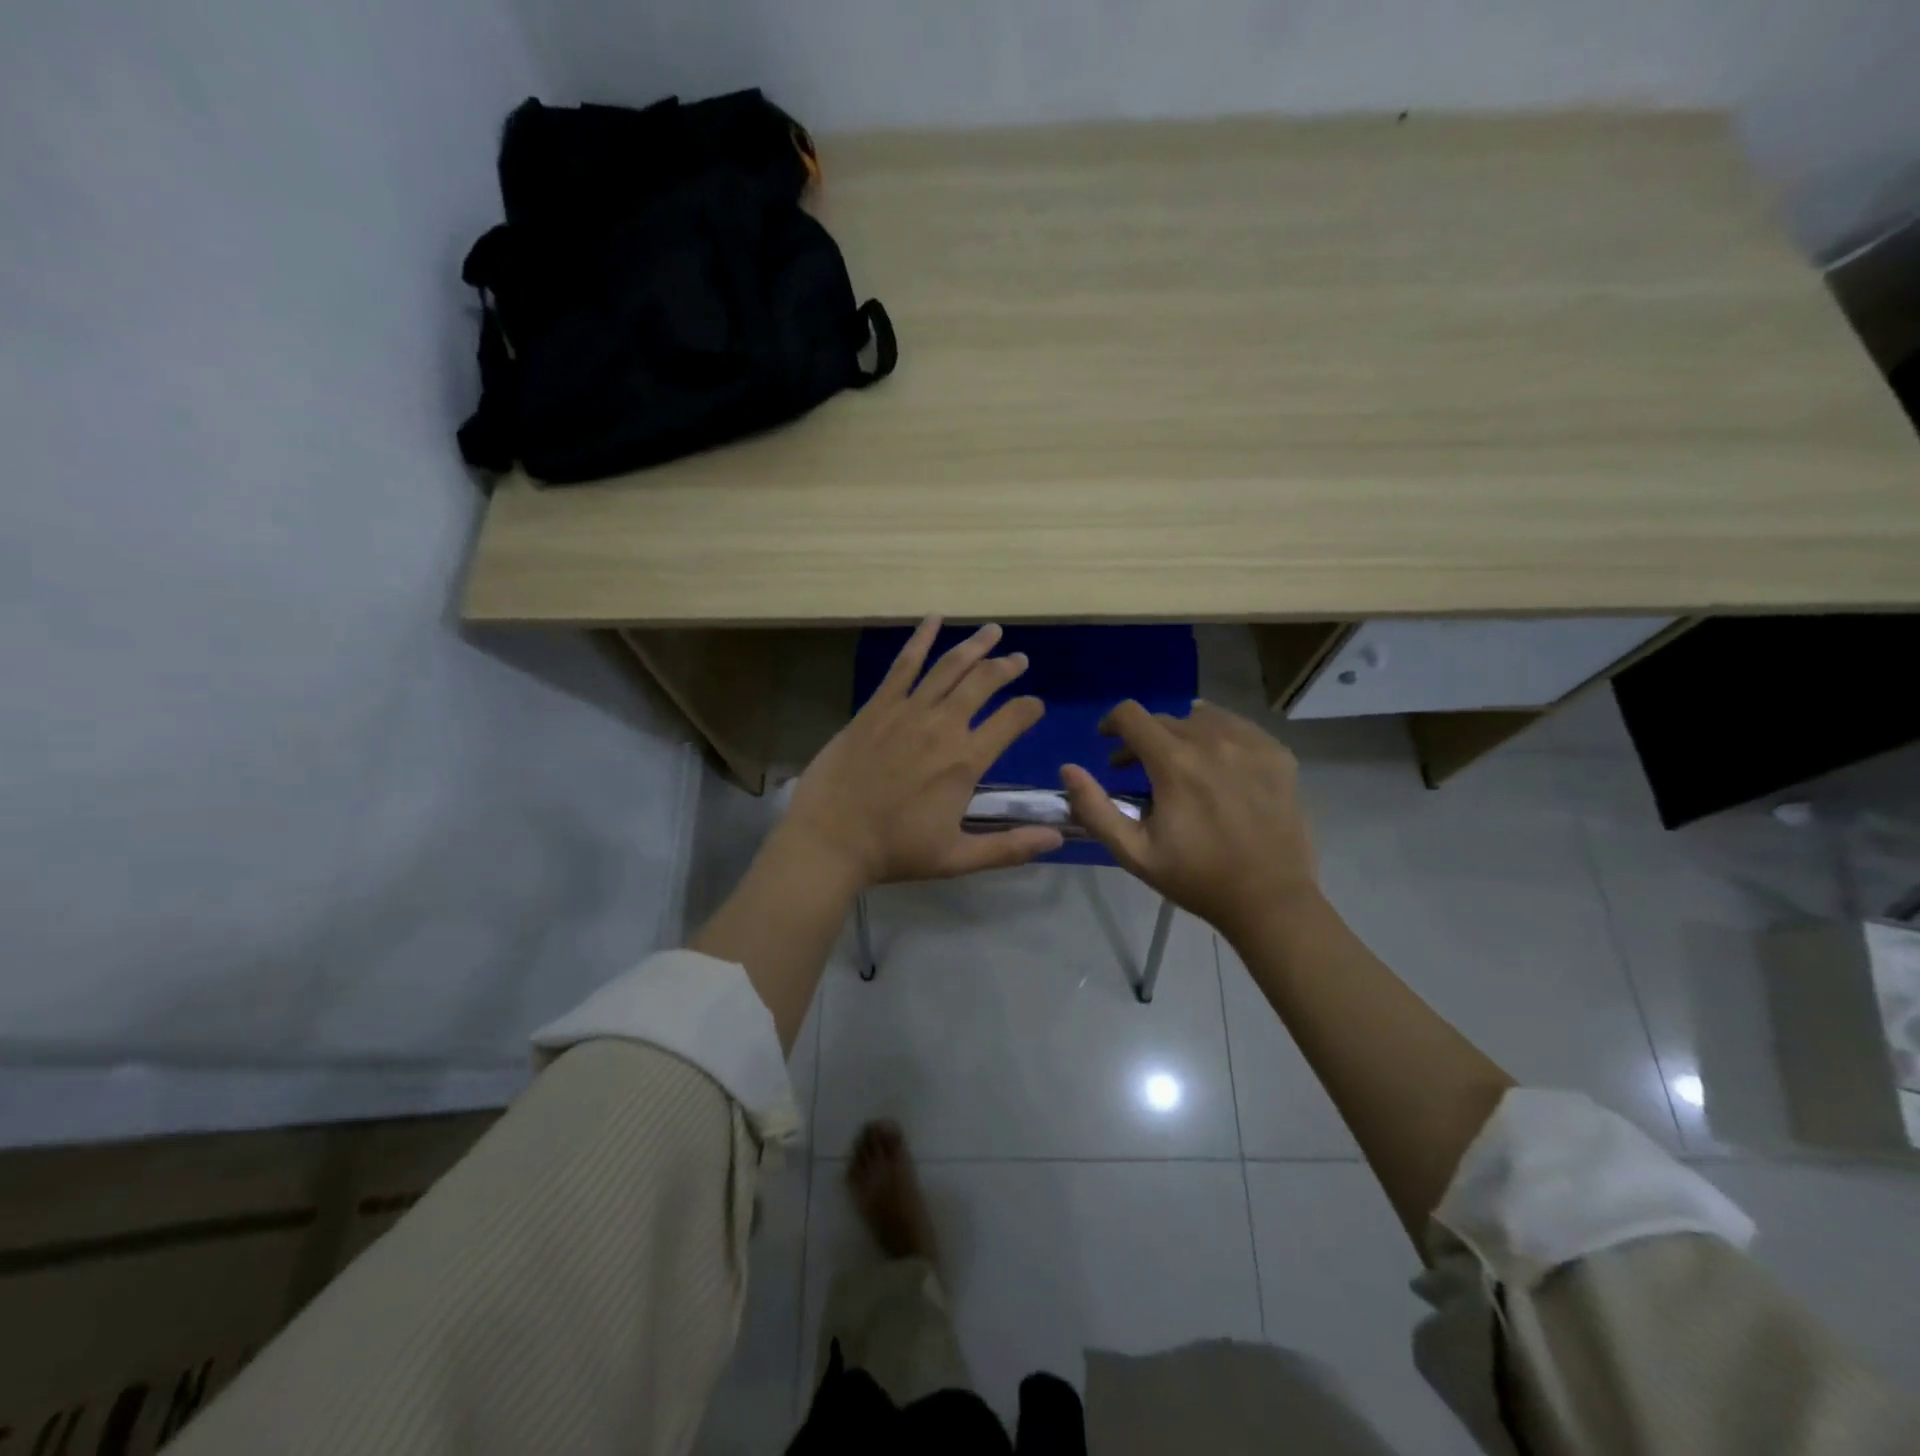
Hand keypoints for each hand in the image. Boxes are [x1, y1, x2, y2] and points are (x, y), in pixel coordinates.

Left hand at [781, 618, 1063, 887]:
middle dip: (1006, 667)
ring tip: (992, 631)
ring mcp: (907, 711)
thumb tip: (1058, 836)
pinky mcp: (877, 707)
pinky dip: (920, 639)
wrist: (831, 839)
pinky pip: (903, 665)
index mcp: (966, 761)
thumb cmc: (895, 851)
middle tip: (1019, 659)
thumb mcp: (957, 858)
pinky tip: (933, 619)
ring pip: (949, 667)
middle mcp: (943, 726)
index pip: (1012, 721)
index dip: (1029, 709)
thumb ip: (1010, 847)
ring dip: (975, 646)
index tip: (1036, 706)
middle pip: (984, 683)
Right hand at [1060, 700, 1318, 942]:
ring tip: (1181, 763)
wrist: (1269, 899)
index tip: (1107, 742)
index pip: (1131, 715)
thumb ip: (1094, 809)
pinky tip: (1220, 764)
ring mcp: (1250, 745)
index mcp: (1174, 763)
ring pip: (1203, 717)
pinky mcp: (1278, 755)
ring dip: (1182, 733)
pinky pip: (1240, 727)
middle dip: (1143, 738)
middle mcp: (1212, 741)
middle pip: (1166, 718)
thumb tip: (1068, 769)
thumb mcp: (1134, 852)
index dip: (1111, 723)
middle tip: (1138, 769)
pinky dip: (1220, 737)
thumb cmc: (1196, 878)